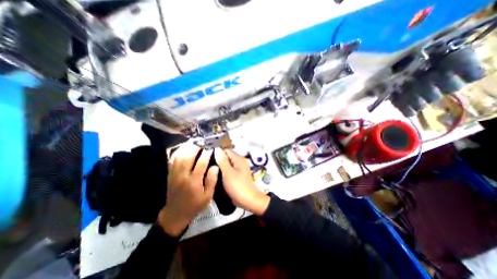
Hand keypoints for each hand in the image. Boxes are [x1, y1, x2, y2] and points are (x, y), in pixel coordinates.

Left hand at [155, 142, 217, 236]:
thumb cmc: (195, 205)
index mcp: (194, 182)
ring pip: (179, 156)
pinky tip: (183, 148)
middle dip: (196, 147)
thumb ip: (212, 181)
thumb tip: (215, 166)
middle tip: (203, 142)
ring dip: (187, 147)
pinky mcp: (170, 174)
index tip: (211, 147)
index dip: (207, 153)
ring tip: (194, 142)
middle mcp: (183, 176)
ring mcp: (174, 174)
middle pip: (188, 156)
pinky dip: (177, 152)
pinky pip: (172, 160)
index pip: (201, 163)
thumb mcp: (208, 196)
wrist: (175, 213)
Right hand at [212, 149, 267, 213]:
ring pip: (227, 164)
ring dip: (220, 166)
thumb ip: (222, 161)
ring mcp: (239, 169)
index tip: (207, 157)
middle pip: (227, 156)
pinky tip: (216, 175)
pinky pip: (229, 170)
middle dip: (218, 159)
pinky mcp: (237, 175)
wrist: (248, 200)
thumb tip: (217, 149)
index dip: (217, 152)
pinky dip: (223, 171)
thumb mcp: (228, 173)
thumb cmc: (238, 186)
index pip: (226, 150)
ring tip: (209, 169)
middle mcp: (240, 162)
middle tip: (207, 164)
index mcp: (239, 159)